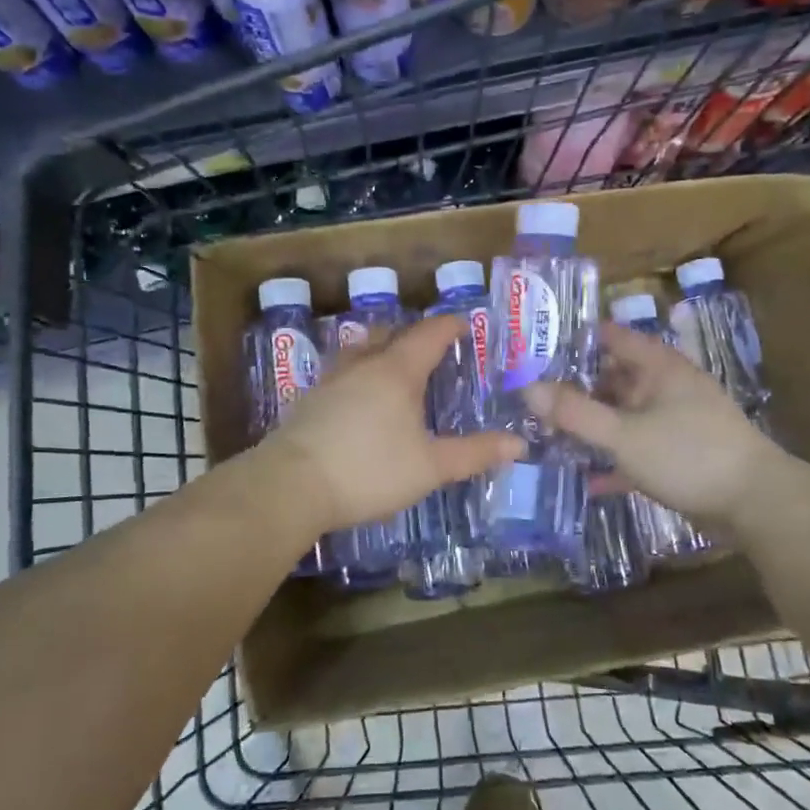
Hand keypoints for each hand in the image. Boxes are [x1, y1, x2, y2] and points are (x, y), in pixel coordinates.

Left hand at [261, 313, 524, 535]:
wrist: (291, 486)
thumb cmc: (369, 470)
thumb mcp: (430, 467)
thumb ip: (474, 453)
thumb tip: (518, 444)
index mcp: (396, 372)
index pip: (428, 335)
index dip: (450, 326)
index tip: (466, 322)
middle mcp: (361, 366)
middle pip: (390, 335)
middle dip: (413, 335)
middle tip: (432, 347)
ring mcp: (330, 381)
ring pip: (359, 351)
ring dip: (380, 349)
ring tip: (392, 364)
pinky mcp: (308, 402)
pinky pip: (340, 373)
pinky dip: (357, 373)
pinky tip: (357, 397)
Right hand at [526, 321, 775, 527]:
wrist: (755, 504)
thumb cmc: (688, 454)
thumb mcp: (624, 434)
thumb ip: (575, 413)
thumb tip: (527, 388)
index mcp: (658, 367)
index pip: (611, 337)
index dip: (574, 339)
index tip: (535, 349)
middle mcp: (666, 387)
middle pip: (613, 378)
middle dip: (574, 388)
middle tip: (531, 398)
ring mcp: (674, 422)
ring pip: (622, 416)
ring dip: (592, 426)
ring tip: (548, 435)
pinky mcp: (678, 455)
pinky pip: (636, 450)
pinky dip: (614, 461)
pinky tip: (587, 479)